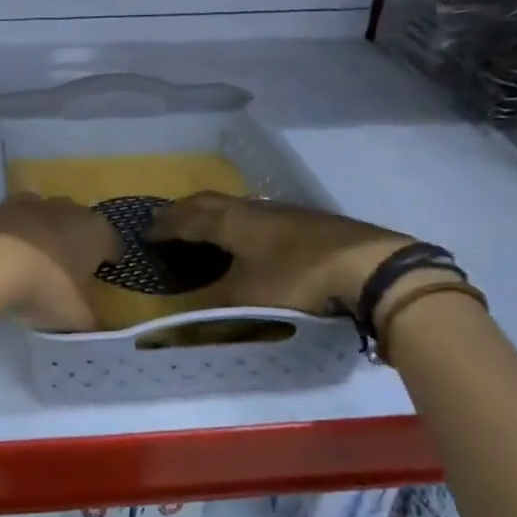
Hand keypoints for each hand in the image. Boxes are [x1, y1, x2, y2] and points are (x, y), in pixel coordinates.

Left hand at [0, 194, 120, 331]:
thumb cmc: (46, 286)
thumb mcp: (77, 316)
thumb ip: (90, 320)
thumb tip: (94, 323)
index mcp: (96, 231)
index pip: (113, 244)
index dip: (109, 260)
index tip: (102, 274)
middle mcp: (67, 209)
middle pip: (77, 224)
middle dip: (74, 243)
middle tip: (67, 271)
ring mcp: (29, 204)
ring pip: (43, 218)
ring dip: (41, 236)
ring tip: (31, 265)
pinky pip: (10, 225)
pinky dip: (10, 239)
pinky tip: (1, 261)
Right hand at [148, 193, 413, 314]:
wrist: (370, 267)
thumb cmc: (298, 279)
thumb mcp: (247, 298)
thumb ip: (211, 304)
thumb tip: (177, 314)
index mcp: (231, 221)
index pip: (188, 218)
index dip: (165, 225)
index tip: (146, 232)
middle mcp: (253, 208)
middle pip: (210, 202)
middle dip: (185, 210)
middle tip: (168, 220)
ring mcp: (284, 212)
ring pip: (237, 206)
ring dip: (214, 214)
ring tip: (204, 226)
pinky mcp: (309, 222)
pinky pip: (259, 215)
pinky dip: (240, 222)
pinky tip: (252, 237)